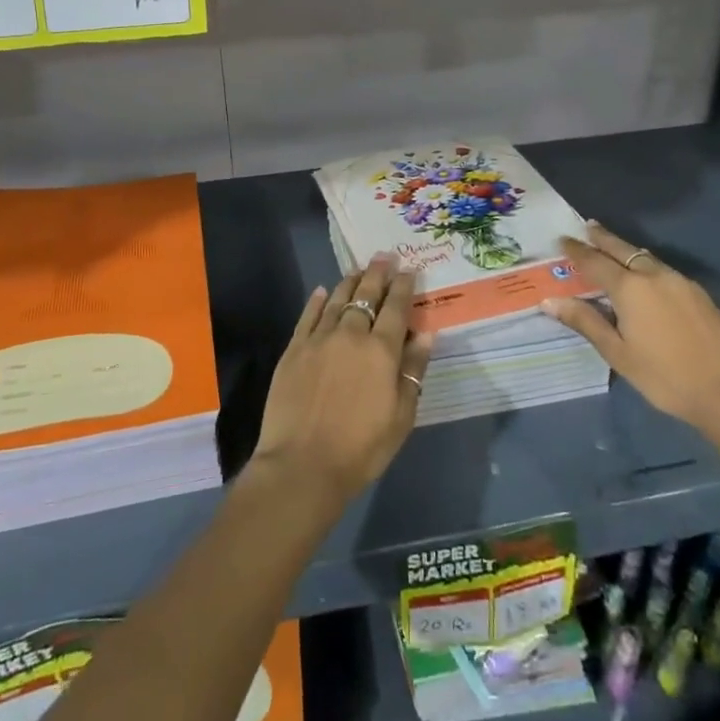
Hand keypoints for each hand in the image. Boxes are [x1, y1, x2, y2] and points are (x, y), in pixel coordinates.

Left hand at [251, 256, 434, 505]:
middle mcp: (350, 334)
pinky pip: (308, 315)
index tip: (409, 269)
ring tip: (358, 270)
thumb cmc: (361, 447)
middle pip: (366, 295)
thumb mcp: (401, 416)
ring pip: (336, 299)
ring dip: (350, 282)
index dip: (403, 286)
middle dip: (378, 273)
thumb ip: (413, 371)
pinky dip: (316, 300)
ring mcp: (318, 339)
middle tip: (384, 256)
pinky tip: (321, 292)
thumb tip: (425, 335)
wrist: (303, 464)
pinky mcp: (294, 349)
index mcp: (381, 350)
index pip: (396, 307)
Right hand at [540, 221, 719, 436]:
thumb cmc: (666, 377)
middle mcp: (654, 275)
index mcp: (630, 287)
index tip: (562, 240)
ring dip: (625, 249)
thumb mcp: (618, 353)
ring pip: (645, 257)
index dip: (576, 251)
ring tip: (612, 247)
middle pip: (622, 249)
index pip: (594, 261)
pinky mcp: (699, 294)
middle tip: (587, 227)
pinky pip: (662, 269)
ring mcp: (680, 282)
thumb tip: (551, 301)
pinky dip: (645, 264)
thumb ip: (585, 322)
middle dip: (602, 238)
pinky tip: (644, 274)